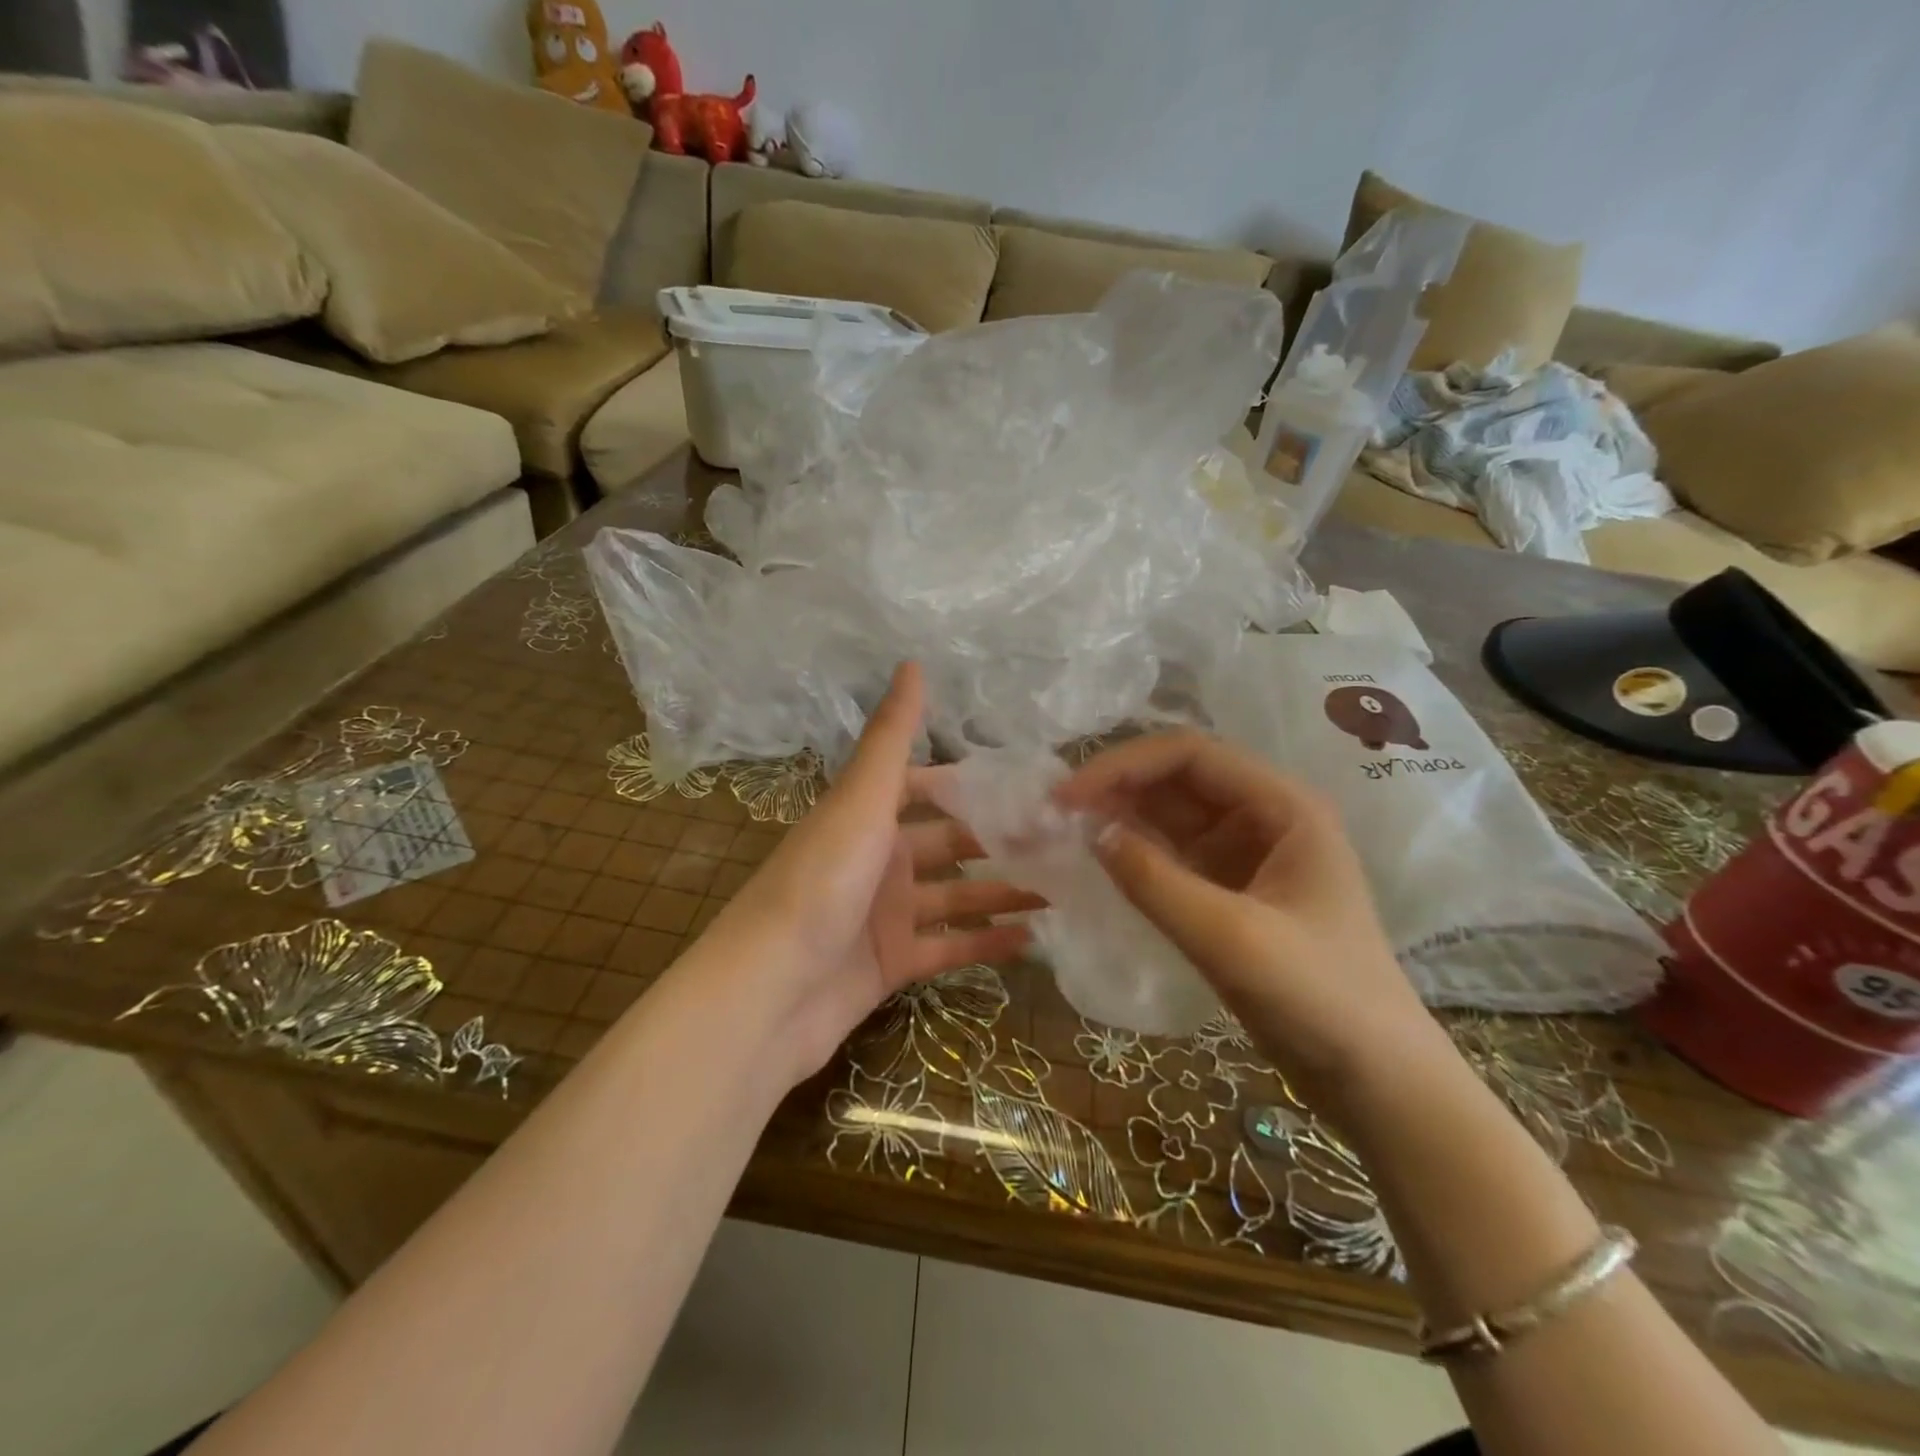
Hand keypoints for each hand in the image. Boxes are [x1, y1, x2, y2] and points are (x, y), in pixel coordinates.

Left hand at [701, 662, 1041, 1083]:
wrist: (769, 992)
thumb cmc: (820, 882)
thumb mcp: (861, 801)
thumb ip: (891, 738)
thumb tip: (912, 662)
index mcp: (867, 817)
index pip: (927, 789)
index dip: (971, 786)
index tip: (1028, 786)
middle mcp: (877, 860)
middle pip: (949, 844)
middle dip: (1000, 841)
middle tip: (1062, 841)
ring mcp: (885, 915)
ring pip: (956, 897)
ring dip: (1003, 891)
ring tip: (1062, 888)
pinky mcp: (892, 964)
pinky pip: (949, 947)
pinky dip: (986, 944)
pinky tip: (1033, 939)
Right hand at [1055, 729, 1443, 1101]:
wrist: (1376, 1081)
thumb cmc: (1320, 999)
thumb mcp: (1230, 938)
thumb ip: (1155, 881)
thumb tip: (1090, 832)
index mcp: (1283, 806)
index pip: (1191, 755)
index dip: (1124, 765)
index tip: (1068, 796)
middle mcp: (1265, 818)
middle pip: (1178, 780)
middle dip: (1117, 788)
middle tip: (1054, 814)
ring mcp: (1247, 856)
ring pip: (1171, 817)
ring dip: (1120, 818)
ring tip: (1063, 832)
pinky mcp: (1231, 892)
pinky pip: (1174, 856)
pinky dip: (1135, 854)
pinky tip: (1098, 862)